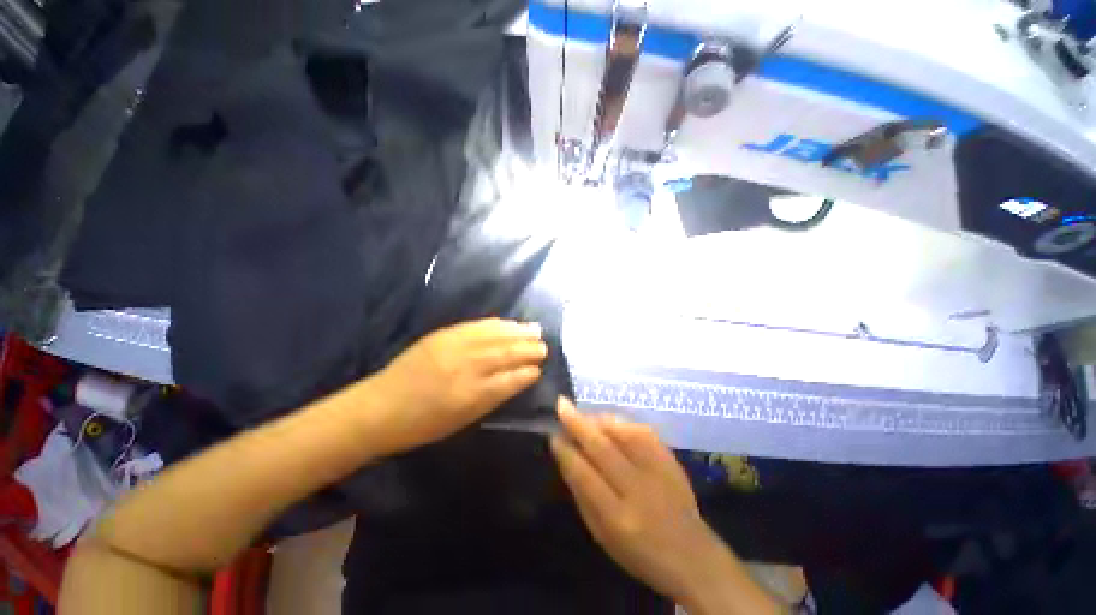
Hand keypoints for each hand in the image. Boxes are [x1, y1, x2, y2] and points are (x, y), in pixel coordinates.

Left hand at [367, 318, 545, 454]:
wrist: (379, 407)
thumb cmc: (422, 424)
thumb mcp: (461, 420)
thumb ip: (491, 398)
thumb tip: (517, 379)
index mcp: (470, 396)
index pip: (508, 380)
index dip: (526, 373)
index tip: (539, 369)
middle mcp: (465, 368)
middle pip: (504, 354)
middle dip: (527, 349)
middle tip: (544, 346)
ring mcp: (453, 347)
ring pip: (494, 336)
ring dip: (517, 332)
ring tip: (535, 329)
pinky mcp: (443, 335)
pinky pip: (476, 325)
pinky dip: (496, 324)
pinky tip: (508, 322)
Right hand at [550, 399, 774, 611]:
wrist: (693, 555)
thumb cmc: (639, 553)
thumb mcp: (602, 535)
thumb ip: (583, 495)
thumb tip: (566, 457)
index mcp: (618, 518)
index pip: (585, 476)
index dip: (567, 453)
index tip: (553, 436)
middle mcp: (638, 490)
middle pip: (603, 448)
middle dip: (578, 424)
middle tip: (562, 405)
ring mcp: (658, 471)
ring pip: (623, 433)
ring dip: (599, 419)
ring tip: (584, 415)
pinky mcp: (670, 459)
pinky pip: (642, 431)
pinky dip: (621, 422)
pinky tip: (609, 421)